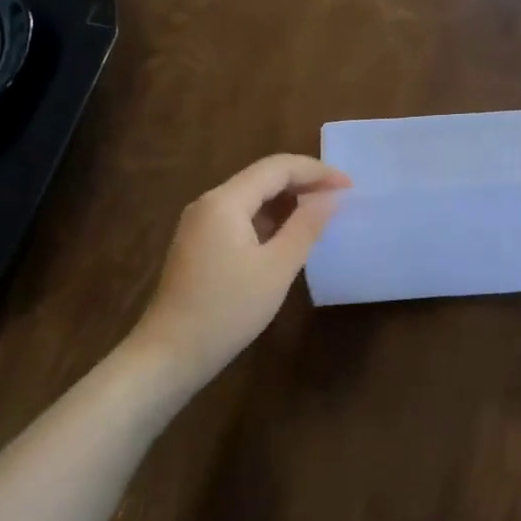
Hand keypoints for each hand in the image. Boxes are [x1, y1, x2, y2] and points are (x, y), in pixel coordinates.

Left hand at [129, 154, 349, 390]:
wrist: (170, 354)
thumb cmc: (227, 310)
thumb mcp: (277, 268)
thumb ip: (306, 226)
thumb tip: (330, 197)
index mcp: (225, 201)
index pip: (277, 167)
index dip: (316, 171)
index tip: (350, 185)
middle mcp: (209, 202)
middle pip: (263, 177)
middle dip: (303, 182)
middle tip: (340, 197)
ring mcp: (200, 223)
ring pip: (252, 196)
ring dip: (288, 200)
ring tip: (322, 213)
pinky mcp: (199, 243)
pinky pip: (240, 216)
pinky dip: (269, 218)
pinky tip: (290, 234)